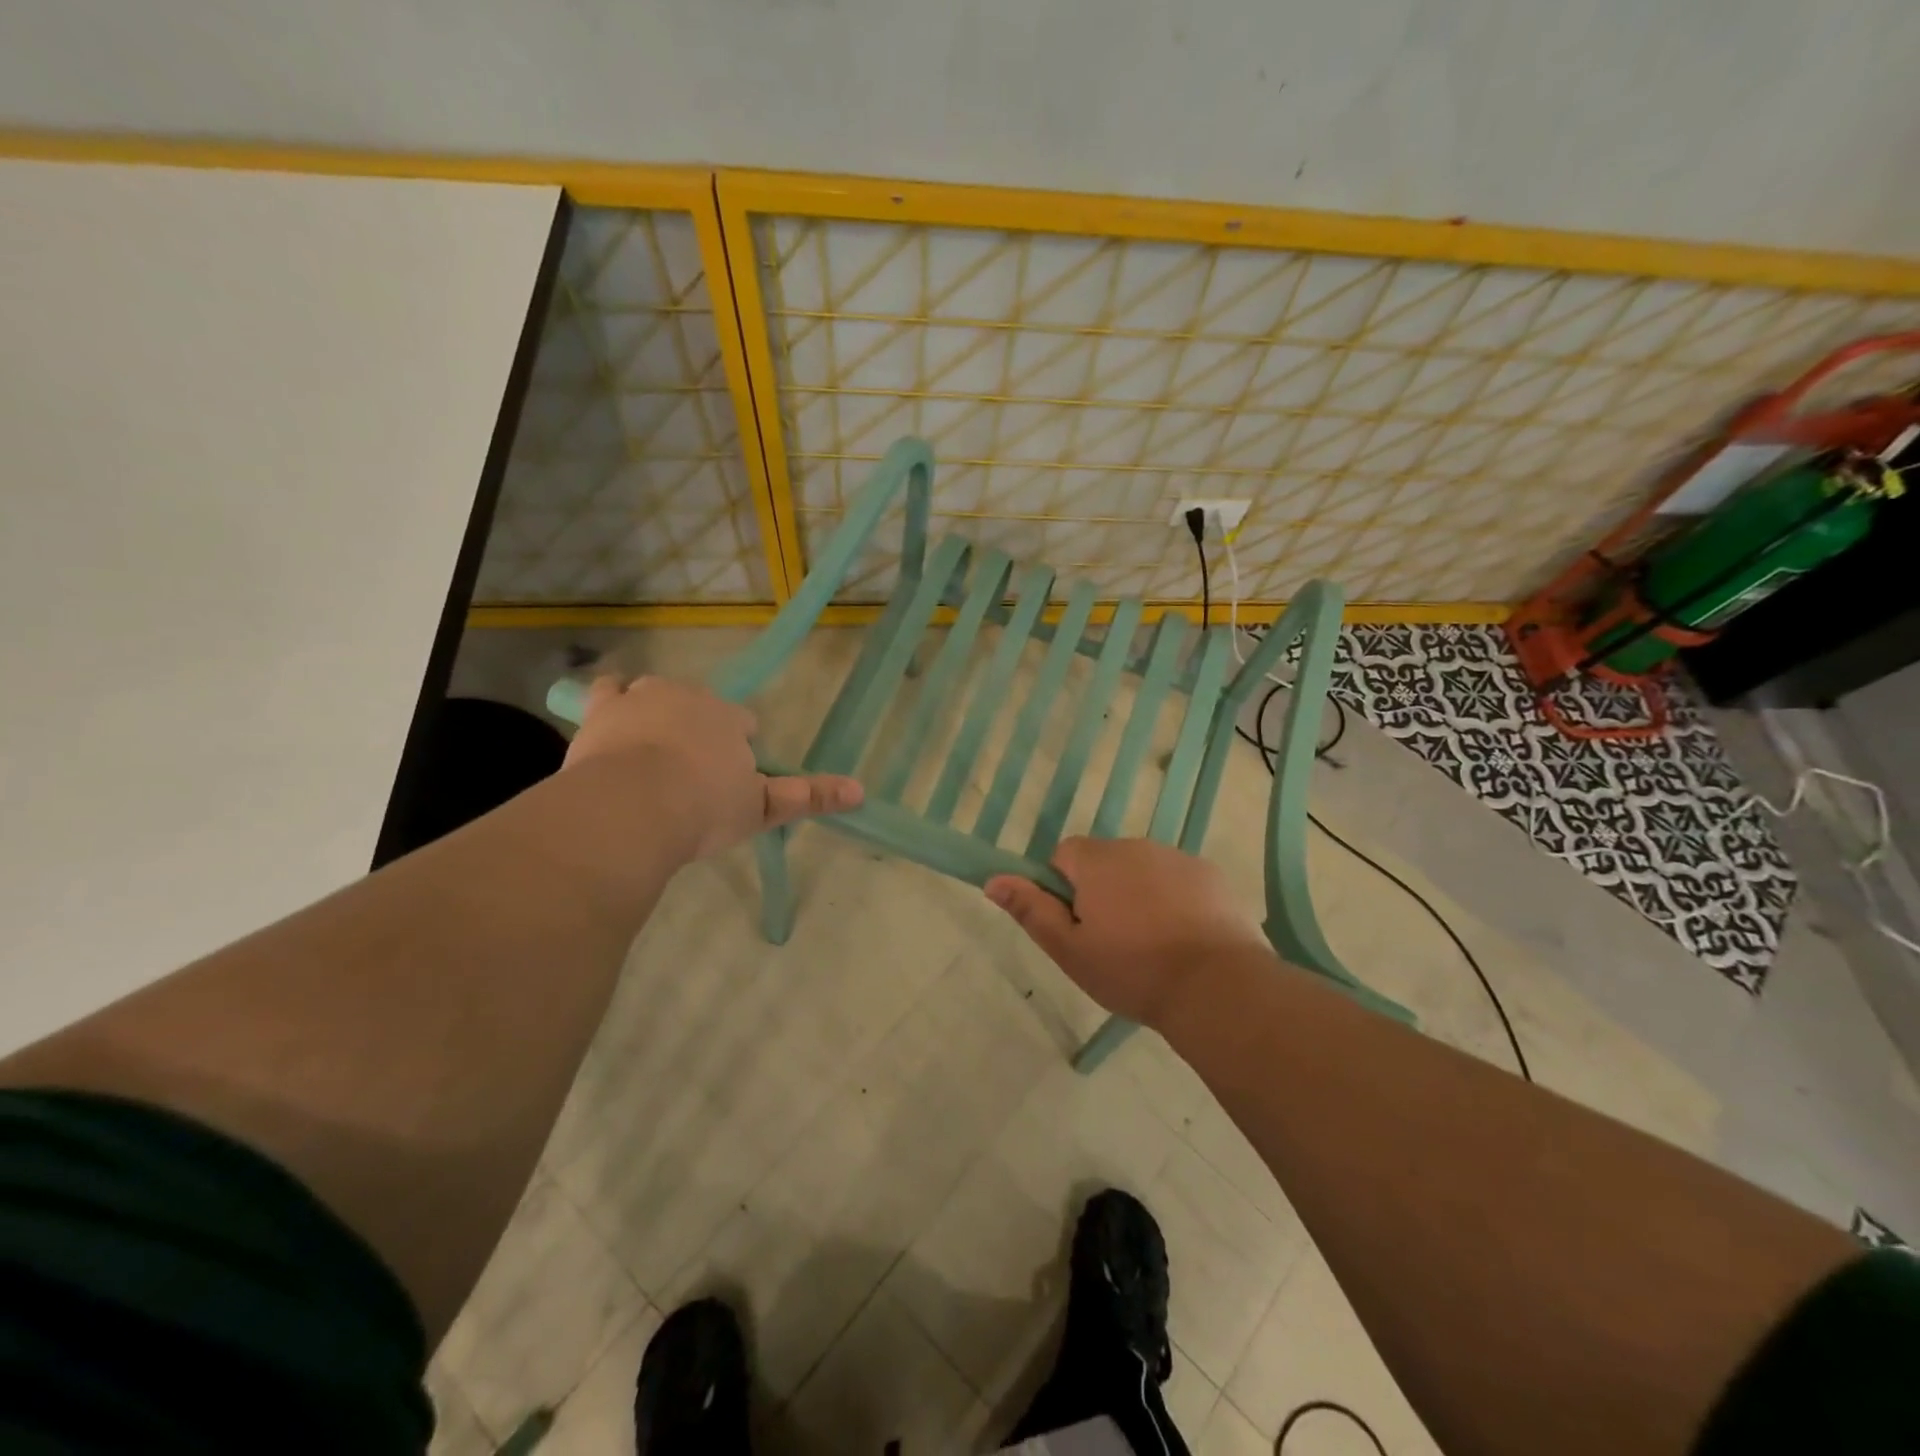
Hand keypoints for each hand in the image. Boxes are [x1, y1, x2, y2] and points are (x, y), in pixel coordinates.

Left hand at [563, 676, 862, 859]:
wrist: (632, 809)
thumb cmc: (703, 808)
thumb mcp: (760, 808)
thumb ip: (807, 796)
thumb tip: (861, 791)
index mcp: (727, 718)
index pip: (741, 723)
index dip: (737, 748)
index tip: (728, 779)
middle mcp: (688, 697)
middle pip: (699, 705)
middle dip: (698, 730)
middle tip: (690, 774)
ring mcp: (641, 699)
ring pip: (655, 694)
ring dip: (657, 713)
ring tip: (651, 753)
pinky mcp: (601, 710)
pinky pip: (608, 689)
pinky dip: (613, 702)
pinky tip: (611, 724)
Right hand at [985, 837, 1270, 1028]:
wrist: (1217, 986)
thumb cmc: (1132, 970)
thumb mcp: (1070, 950)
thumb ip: (1031, 910)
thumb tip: (993, 880)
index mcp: (1098, 860)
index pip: (1064, 855)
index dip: (1064, 889)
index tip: (1079, 926)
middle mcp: (1137, 846)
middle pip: (1105, 861)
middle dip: (1103, 891)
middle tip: (1113, 942)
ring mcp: (1178, 858)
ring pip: (1143, 871)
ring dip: (1139, 895)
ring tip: (1153, 946)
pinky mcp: (1211, 875)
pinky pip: (1179, 881)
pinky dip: (1176, 901)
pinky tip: (1185, 939)